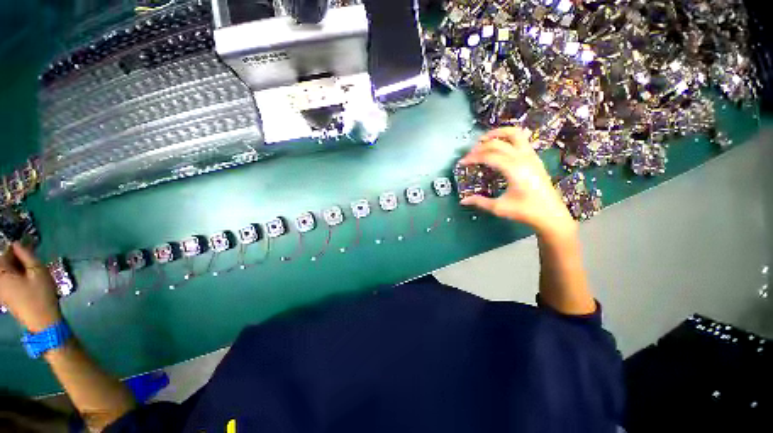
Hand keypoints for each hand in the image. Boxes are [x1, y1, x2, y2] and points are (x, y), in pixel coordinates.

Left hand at [0, 243, 62, 332]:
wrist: (42, 321)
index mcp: (1, 273)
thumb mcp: (38, 272)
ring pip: (6, 271)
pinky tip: (26, 275)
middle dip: (14, 256)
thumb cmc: (41, 295)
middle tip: (29, 251)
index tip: (26, 242)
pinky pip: (7, 279)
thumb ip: (27, 255)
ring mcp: (0, 290)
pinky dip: (15, 273)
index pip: (4, 252)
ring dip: (16, 265)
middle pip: (3, 262)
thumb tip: (18, 243)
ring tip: (30, 264)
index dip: (14, 246)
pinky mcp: (5, 295)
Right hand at [459, 127, 576, 238]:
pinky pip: (521, 139)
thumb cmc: (525, 211)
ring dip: (497, 133)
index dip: (473, 157)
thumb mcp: (499, 207)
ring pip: (514, 133)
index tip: (461, 163)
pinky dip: (507, 137)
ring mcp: (531, 156)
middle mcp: (523, 158)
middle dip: (480, 146)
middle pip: (498, 143)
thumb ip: (480, 201)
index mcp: (513, 169)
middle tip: (469, 155)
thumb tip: (463, 200)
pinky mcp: (534, 158)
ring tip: (484, 139)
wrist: (551, 214)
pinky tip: (500, 145)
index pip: (488, 156)